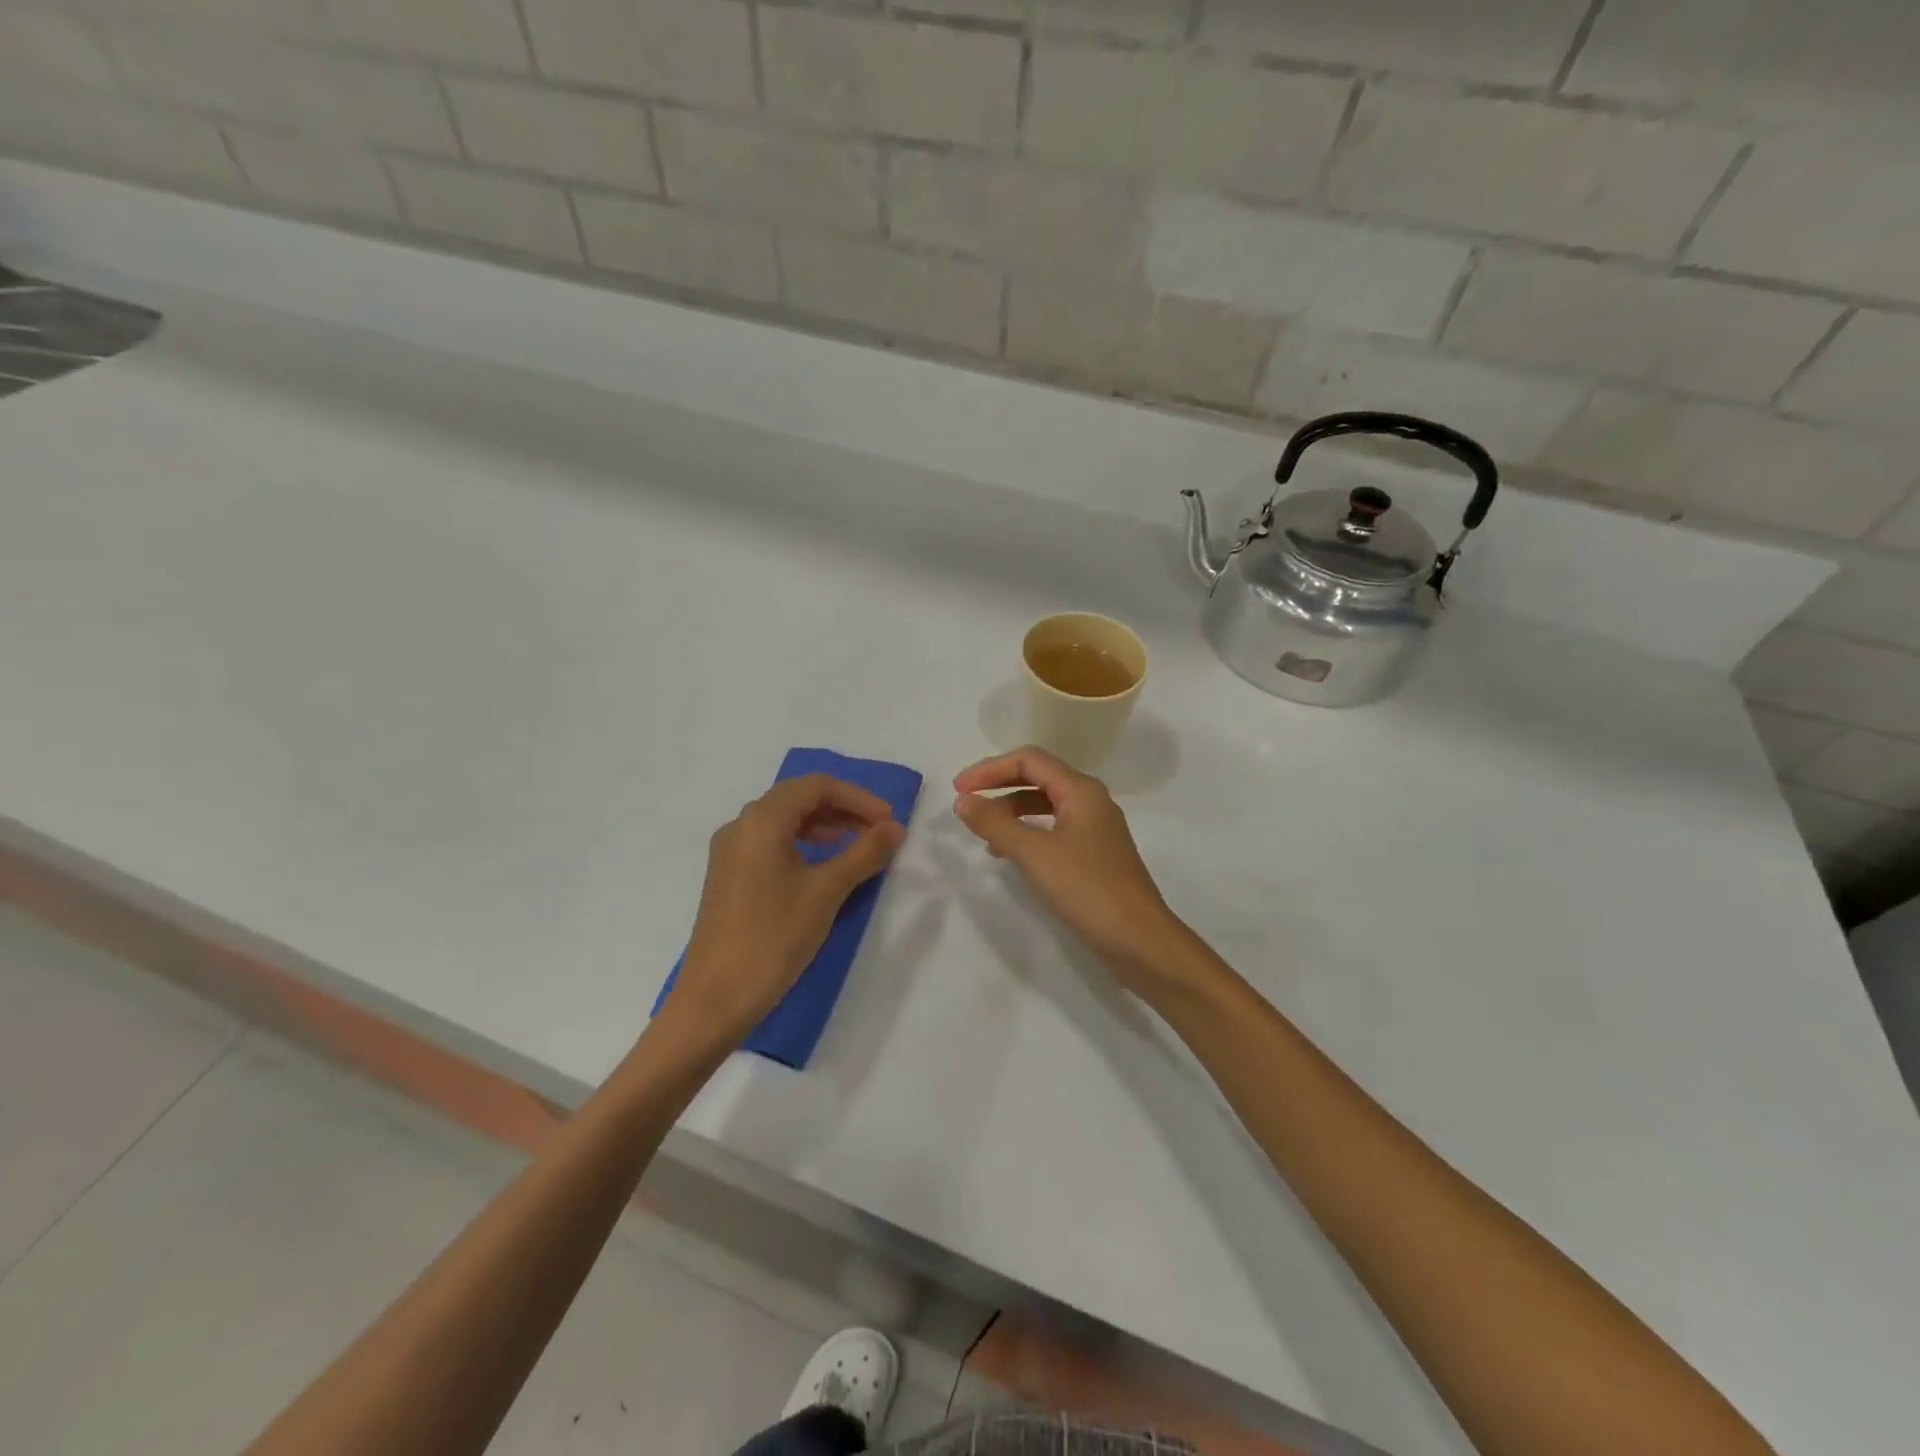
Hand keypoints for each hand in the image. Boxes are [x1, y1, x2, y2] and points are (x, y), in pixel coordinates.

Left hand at [670, 774, 905, 1041]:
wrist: (715, 998)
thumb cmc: (773, 937)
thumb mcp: (826, 892)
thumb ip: (864, 853)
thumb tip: (895, 828)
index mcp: (761, 820)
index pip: (816, 786)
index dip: (858, 797)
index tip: (888, 821)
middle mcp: (741, 826)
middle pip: (798, 798)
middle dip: (843, 808)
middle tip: (879, 830)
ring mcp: (731, 852)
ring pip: (784, 821)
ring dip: (824, 825)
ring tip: (858, 844)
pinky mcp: (729, 877)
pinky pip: (771, 843)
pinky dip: (803, 844)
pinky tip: (823, 866)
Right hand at [953, 747, 1194, 1000]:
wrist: (1139, 940)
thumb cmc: (1087, 889)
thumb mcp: (1034, 853)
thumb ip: (995, 824)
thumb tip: (963, 800)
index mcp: (1081, 790)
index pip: (1030, 760)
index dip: (990, 768)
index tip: (959, 788)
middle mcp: (1091, 801)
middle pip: (1039, 778)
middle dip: (1000, 786)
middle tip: (966, 802)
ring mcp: (1095, 830)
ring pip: (1046, 805)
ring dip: (1012, 811)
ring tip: (983, 832)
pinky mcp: (1095, 856)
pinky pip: (1054, 830)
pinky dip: (1028, 833)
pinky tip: (1010, 854)